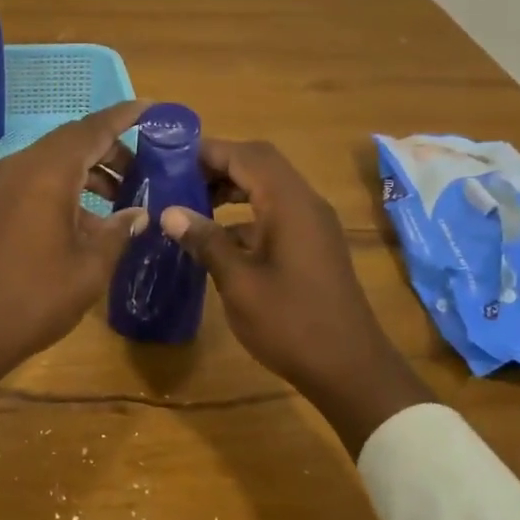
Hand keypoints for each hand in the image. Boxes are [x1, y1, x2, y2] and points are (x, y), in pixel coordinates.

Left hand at [0, 102, 149, 412]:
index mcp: (48, 172)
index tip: (152, 108)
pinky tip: (89, 217)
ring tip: (123, 195)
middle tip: (145, 168)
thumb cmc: (35, 297)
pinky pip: (38, 178)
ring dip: (89, 169)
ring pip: (54, 159)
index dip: (124, 116)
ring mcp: (4, 184)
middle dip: (110, 148)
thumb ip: (119, 231)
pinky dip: (67, 185)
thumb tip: (139, 213)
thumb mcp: (90, 267)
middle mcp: (22, 166)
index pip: (93, 129)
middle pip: (73, 140)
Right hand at [160, 139, 434, 453]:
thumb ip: (206, 241)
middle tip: (178, 179)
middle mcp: (305, 202)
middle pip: (259, 163)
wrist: (350, 368)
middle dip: (218, 165)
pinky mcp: (313, 244)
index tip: (170, 158)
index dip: (207, 151)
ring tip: (191, 203)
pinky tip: (218, 237)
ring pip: (268, 186)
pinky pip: (276, 211)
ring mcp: (312, 223)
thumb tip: (169, 212)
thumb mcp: (239, 282)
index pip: (245, 155)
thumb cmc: (291, 323)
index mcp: (288, 203)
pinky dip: (246, 212)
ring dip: (232, 187)